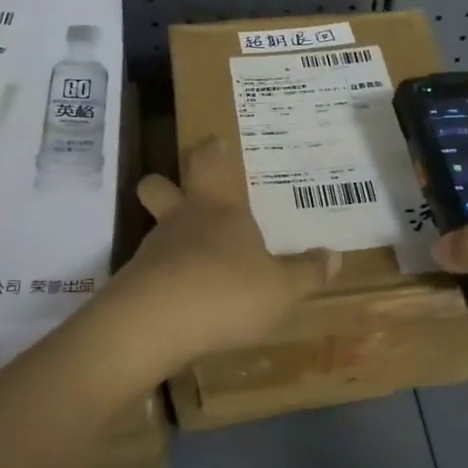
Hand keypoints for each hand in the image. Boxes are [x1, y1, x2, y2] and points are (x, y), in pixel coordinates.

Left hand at [97, 136, 338, 369]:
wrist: (154, 325)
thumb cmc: (226, 290)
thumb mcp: (281, 288)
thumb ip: (306, 273)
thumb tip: (334, 256)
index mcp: (219, 208)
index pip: (210, 163)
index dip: (211, 151)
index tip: (214, 142)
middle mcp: (181, 221)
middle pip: (159, 187)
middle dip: (165, 186)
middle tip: (179, 191)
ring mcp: (152, 251)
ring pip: (154, 231)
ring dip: (168, 239)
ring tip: (191, 263)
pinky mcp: (132, 285)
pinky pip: (148, 273)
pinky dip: (162, 280)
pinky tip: (178, 302)